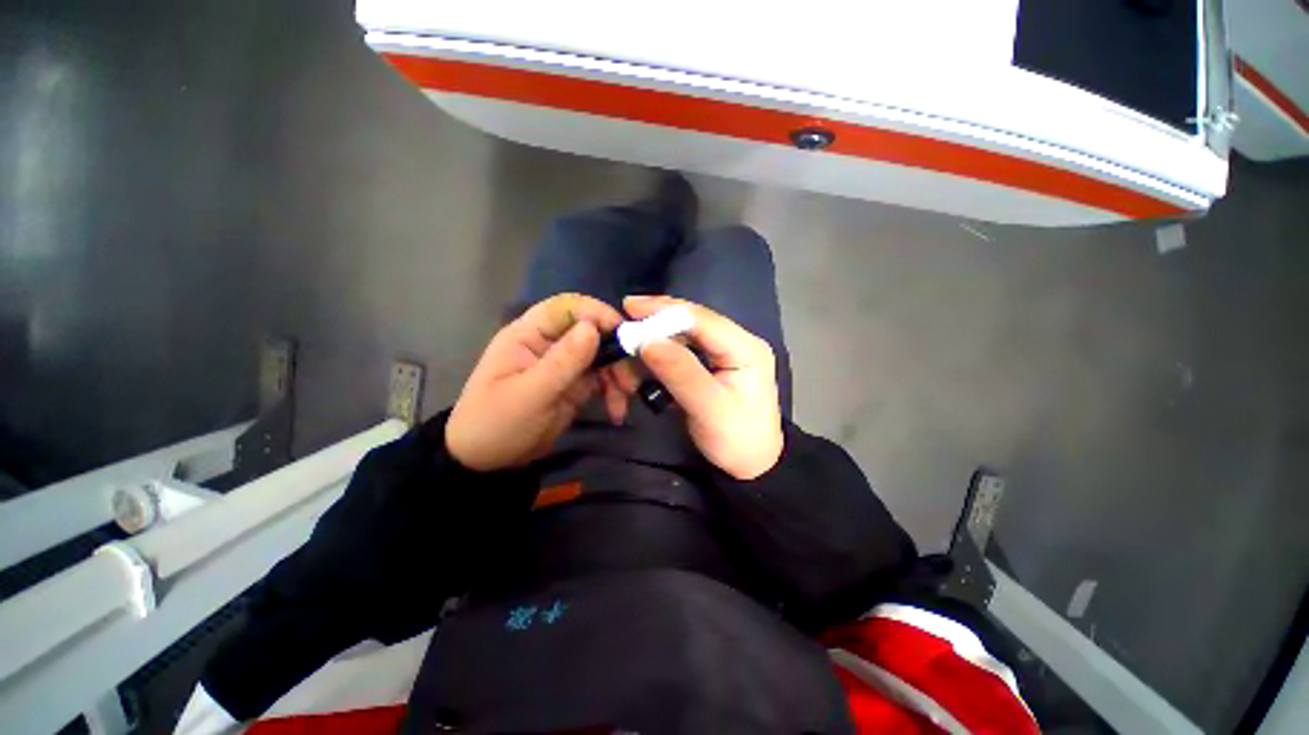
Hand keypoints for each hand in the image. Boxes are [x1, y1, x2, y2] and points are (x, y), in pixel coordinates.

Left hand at [447, 293, 634, 470]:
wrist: (488, 462)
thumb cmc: (496, 424)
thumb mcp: (529, 394)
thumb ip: (562, 362)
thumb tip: (592, 328)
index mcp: (529, 335)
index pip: (566, 308)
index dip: (596, 313)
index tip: (622, 332)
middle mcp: (550, 344)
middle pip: (592, 332)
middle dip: (615, 352)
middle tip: (629, 380)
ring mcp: (565, 364)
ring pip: (603, 356)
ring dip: (619, 375)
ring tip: (624, 401)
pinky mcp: (576, 385)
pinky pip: (603, 379)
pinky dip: (614, 392)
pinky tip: (617, 411)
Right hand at [625, 296, 783, 479]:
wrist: (753, 465)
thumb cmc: (736, 440)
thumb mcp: (708, 409)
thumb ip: (680, 372)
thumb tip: (647, 341)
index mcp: (745, 348)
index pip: (702, 318)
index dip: (664, 310)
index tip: (628, 307)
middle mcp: (737, 341)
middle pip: (692, 322)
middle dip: (656, 324)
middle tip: (625, 328)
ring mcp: (727, 351)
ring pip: (685, 334)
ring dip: (657, 339)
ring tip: (631, 347)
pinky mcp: (715, 363)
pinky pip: (685, 349)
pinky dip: (663, 352)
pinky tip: (646, 357)